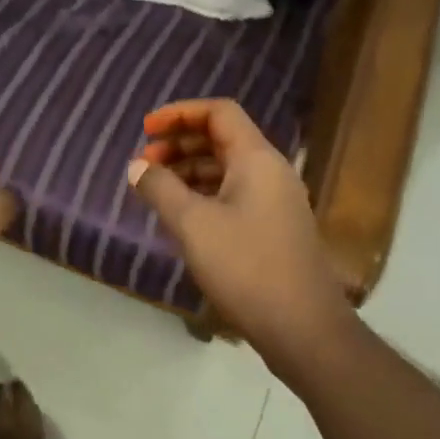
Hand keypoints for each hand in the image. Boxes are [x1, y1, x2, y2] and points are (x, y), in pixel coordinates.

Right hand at [128, 99, 351, 375]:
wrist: (302, 326)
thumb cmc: (245, 267)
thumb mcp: (192, 225)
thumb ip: (160, 189)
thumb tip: (137, 166)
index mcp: (257, 159)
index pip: (219, 113)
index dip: (180, 113)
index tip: (146, 130)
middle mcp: (271, 172)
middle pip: (223, 139)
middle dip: (180, 143)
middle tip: (145, 162)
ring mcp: (275, 202)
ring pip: (228, 169)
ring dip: (190, 170)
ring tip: (156, 189)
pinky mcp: (273, 229)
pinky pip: (234, 195)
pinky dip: (204, 195)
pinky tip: (182, 216)